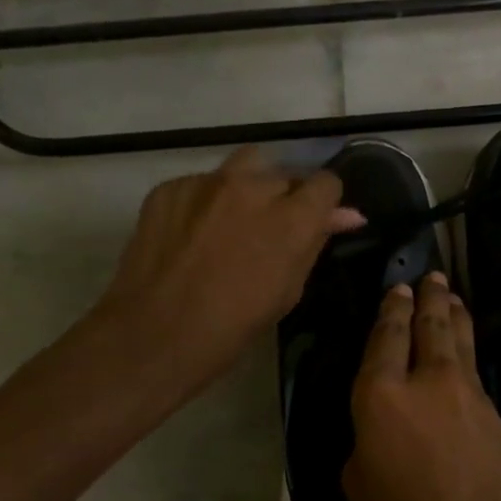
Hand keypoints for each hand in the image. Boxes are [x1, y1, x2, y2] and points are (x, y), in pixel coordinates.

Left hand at [86, 146, 364, 398]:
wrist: (154, 335)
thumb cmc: (233, 326)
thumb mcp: (289, 289)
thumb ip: (315, 243)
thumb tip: (346, 216)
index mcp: (292, 217)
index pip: (326, 182)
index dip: (323, 203)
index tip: (313, 221)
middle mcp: (253, 188)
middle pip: (285, 172)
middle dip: (284, 196)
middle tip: (269, 228)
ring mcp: (207, 183)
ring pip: (244, 165)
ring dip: (249, 185)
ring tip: (233, 219)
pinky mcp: (170, 187)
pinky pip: (201, 183)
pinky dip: (206, 201)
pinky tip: (192, 233)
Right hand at [344, 273, 500, 500]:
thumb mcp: (361, 489)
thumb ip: (366, 445)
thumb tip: (383, 431)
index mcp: (381, 397)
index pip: (385, 338)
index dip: (390, 310)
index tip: (397, 289)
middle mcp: (428, 381)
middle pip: (430, 325)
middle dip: (429, 296)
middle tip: (432, 276)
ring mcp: (470, 393)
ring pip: (461, 339)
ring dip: (454, 313)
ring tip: (452, 295)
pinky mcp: (499, 413)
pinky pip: (477, 373)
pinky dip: (468, 357)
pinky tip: (466, 361)